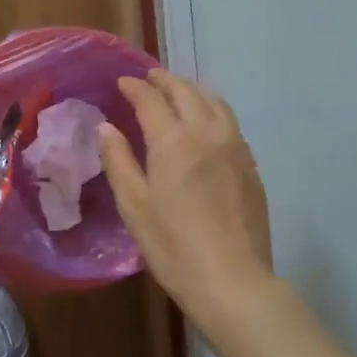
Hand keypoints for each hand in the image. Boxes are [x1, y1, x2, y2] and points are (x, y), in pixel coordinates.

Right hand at [98, 69, 273, 316]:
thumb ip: (118, 160)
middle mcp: (207, 132)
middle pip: (186, 92)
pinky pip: (230, 123)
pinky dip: (212, 110)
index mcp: (174, 140)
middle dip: (165, 80)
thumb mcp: (134, 205)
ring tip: (178, 92)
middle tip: (149, 78)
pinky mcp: (251, 165)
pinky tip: (206, 124)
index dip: (135, 87)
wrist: (231, 279)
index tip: (123, 82)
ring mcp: (235, 147)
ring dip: (192, 90)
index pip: (151, 99)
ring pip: (214, 102)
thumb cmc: (173, 245)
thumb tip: (106, 127)